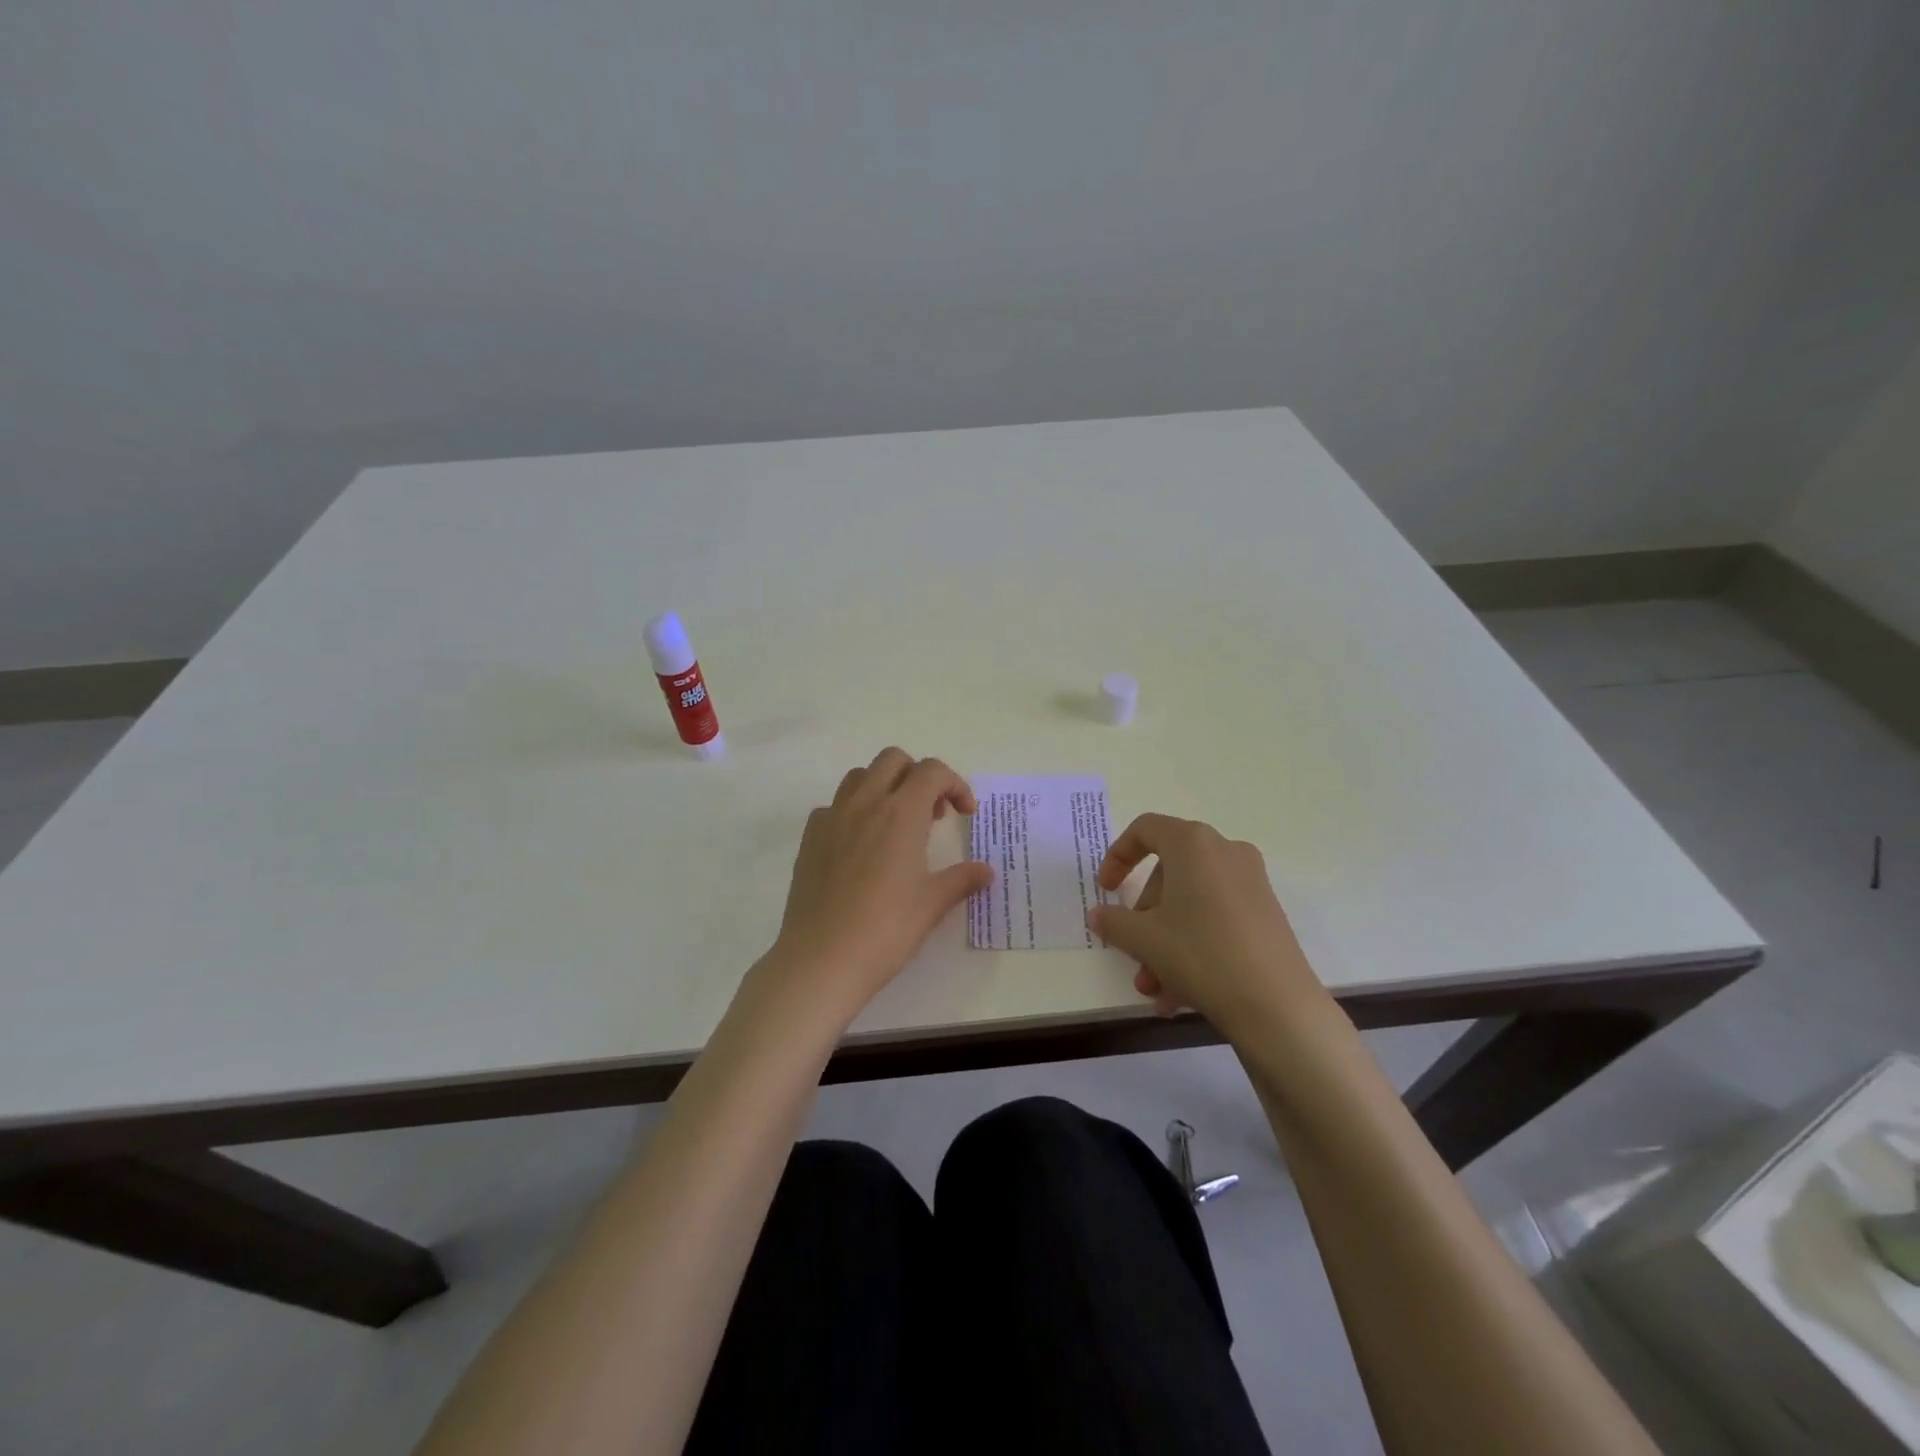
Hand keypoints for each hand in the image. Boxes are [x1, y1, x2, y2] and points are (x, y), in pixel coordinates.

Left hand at [763, 747, 992, 1023]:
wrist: (822, 959)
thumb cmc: (885, 930)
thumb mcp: (931, 904)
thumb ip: (962, 879)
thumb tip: (987, 871)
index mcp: (901, 813)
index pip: (932, 771)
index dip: (955, 785)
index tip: (964, 815)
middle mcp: (865, 804)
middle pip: (893, 759)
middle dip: (919, 776)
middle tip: (932, 814)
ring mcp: (832, 817)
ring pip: (860, 776)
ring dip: (884, 786)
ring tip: (896, 825)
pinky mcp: (809, 837)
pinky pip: (834, 805)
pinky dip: (853, 811)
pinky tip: (860, 846)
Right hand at [1087, 814, 1325, 1034]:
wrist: (1277, 1005)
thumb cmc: (1201, 954)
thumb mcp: (1144, 939)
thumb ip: (1114, 922)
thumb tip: (1099, 915)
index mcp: (1193, 844)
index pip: (1145, 829)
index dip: (1118, 856)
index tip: (1106, 890)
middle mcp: (1225, 852)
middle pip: (1168, 873)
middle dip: (1144, 917)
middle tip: (1133, 951)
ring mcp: (1251, 883)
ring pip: (1191, 903)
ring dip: (1164, 942)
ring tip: (1154, 988)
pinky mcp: (1266, 914)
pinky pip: (1216, 920)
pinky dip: (1193, 947)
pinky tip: (1179, 995)